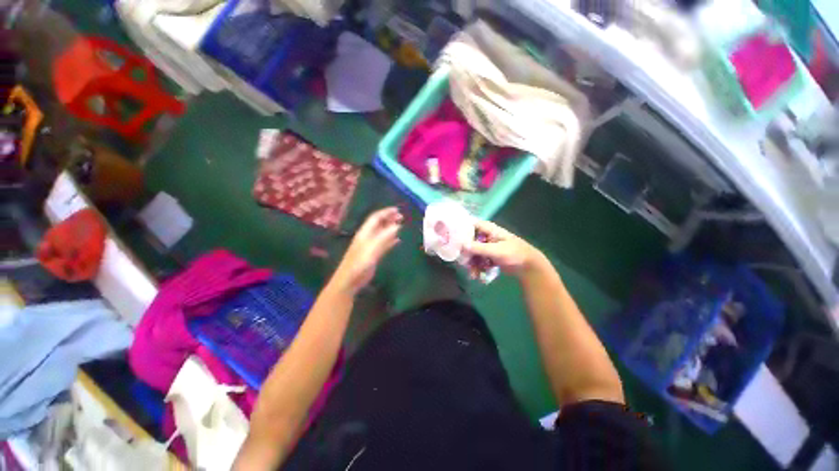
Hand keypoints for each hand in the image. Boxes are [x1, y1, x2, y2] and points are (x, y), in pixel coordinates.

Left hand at [330, 207, 402, 293]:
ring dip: (391, 228)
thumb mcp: (372, 249)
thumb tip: (397, 225)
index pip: (375, 218)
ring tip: (402, 225)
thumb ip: (384, 237)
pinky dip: (391, 240)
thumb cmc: (359, 264)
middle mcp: (367, 237)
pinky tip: (398, 240)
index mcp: (365, 233)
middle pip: (379, 224)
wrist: (350, 281)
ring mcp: (370, 246)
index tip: (397, 210)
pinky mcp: (374, 255)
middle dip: (389, 218)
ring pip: (382, 233)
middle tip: (402, 217)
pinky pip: (384, 244)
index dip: (386, 212)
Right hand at [463, 220, 546, 277]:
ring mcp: (487, 246)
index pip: (469, 225)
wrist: (529, 266)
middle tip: (463, 264)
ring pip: (473, 252)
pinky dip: (478, 267)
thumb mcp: (496, 250)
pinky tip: (478, 276)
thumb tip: (461, 245)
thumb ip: (478, 248)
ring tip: (473, 275)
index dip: (460, 231)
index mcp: (488, 229)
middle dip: (466, 253)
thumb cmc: (514, 254)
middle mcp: (485, 236)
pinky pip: (479, 260)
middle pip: (469, 241)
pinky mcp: (489, 256)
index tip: (451, 239)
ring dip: (472, 263)